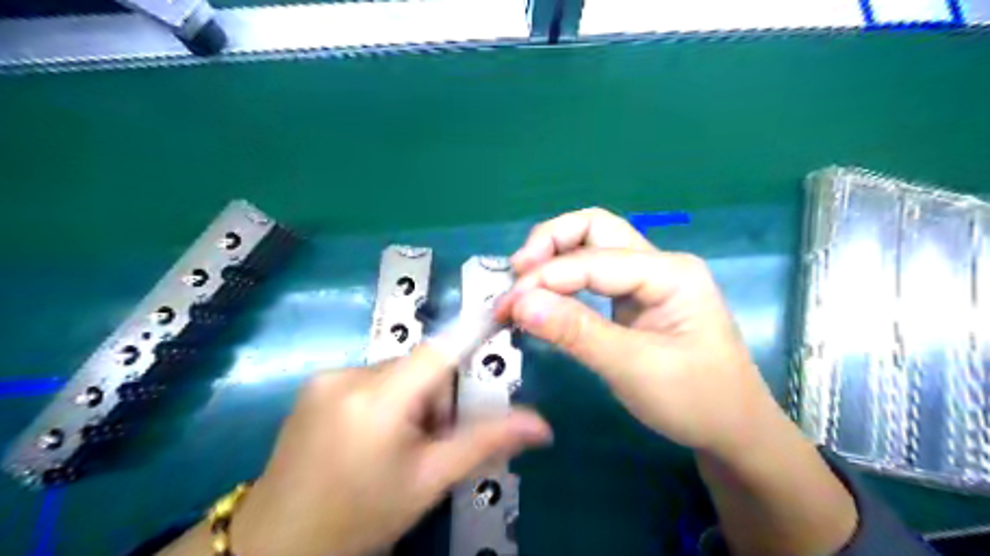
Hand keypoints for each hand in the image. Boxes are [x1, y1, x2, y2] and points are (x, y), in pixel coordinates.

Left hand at [223, 348, 549, 555]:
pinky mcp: (313, 385)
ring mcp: (325, 378)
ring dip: (411, 397)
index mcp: (378, 399)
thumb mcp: (429, 481)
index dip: (473, 330)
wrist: (276, 545)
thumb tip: (542, 425)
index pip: (440, 350)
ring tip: (397, 444)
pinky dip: (386, 398)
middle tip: (431, 439)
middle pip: (419, 364)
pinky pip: (370, 378)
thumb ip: (486, 442)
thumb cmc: (360, 518)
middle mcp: (348, 375)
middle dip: (436, 394)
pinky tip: (371, 437)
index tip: (501, 317)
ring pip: (396, 371)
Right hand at [500, 207, 785, 460]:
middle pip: (595, 229)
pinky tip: (546, 296)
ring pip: (593, 246)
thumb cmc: (696, 400)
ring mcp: (648, 279)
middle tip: (517, 273)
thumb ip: (575, 332)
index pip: (593, 260)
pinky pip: (594, 274)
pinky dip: (564, 279)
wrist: (735, 431)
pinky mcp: (636, 299)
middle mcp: (658, 264)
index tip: (507, 306)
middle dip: (550, 243)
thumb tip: (519, 303)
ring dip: (554, 257)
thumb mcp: (633, 368)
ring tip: (523, 282)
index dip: (545, 278)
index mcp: (670, 272)